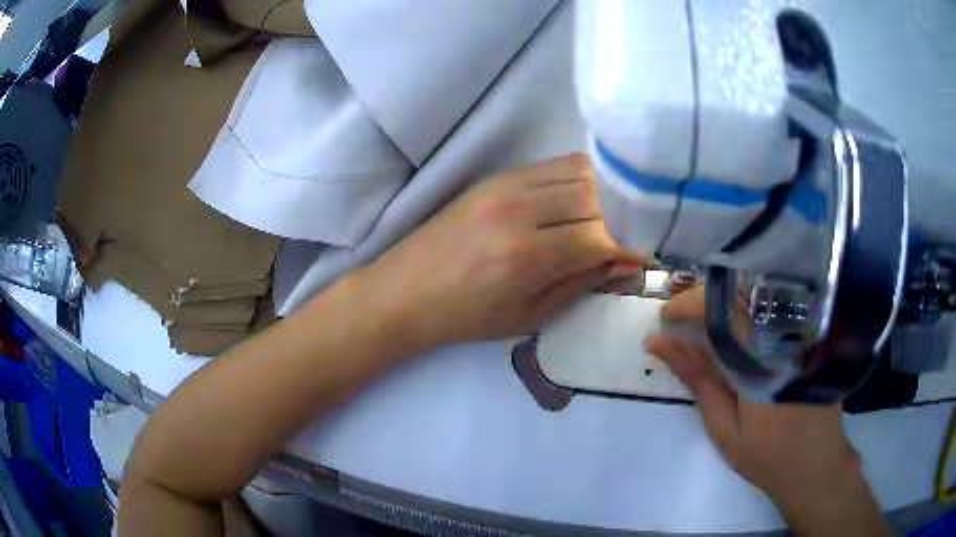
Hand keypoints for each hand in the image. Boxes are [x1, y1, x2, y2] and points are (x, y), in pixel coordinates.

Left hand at [359, 153, 641, 348]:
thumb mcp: (528, 315)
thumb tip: (623, 262)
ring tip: (601, 218)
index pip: (599, 237)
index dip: (626, 247)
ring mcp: (504, 187)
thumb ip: (580, 284)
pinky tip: (574, 200)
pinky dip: (574, 178)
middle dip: (617, 217)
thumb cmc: (466, 316)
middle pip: (593, 196)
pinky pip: (550, 165)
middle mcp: (518, 211)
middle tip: (621, 236)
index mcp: (526, 256)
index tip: (639, 255)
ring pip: (576, 171)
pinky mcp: (494, 177)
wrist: (406, 290)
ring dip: (599, 193)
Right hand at [646, 287, 890, 535]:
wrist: (816, 465)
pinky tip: (738, 324)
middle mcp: (787, 333)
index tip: (665, 317)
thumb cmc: (767, 455)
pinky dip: (751, 307)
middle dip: (706, 297)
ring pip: (761, 293)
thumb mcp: (724, 426)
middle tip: (681, 317)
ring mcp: (805, 328)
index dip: (688, 305)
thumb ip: (697, 379)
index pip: (723, 310)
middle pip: (742, 290)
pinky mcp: (814, 331)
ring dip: (727, 299)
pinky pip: (779, 304)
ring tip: (705, 319)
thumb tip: (659, 342)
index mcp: (764, 357)